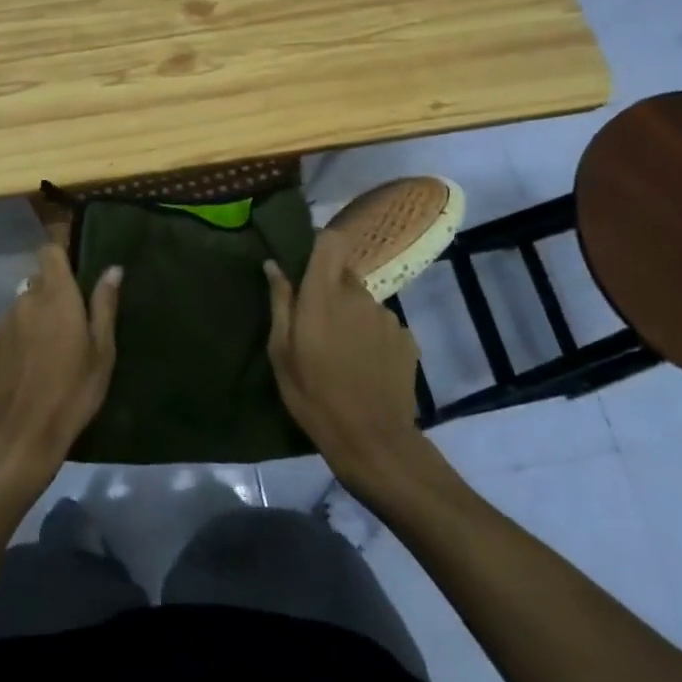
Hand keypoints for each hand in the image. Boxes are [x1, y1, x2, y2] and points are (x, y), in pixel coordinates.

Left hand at [0, 244, 119, 485]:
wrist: (21, 436)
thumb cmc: (73, 391)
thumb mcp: (102, 352)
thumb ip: (104, 306)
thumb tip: (113, 269)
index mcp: (56, 296)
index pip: (49, 252)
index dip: (61, 258)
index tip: (74, 277)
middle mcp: (24, 301)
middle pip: (37, 283)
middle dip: (52, 296)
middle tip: (70, 327)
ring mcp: (1, 324)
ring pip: (21, 308)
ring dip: (34, 320)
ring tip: (48, 353)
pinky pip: (7, 333)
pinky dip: (18, 342)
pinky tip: (28, 370)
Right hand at [265, 228, 427, 486]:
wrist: (372, 441)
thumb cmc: (314, 395)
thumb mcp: (281, 352)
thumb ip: (280, 302)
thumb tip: (273, 264)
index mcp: (324, 294)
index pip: (331, 241)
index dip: (320, 244)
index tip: (306, 262)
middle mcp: (359, 295)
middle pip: (344, 274)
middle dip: (330, 290)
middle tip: (317, 325)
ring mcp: (388, 316)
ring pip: (363, 302)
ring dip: (352, 316)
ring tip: (342, 352)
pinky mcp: (407, 338)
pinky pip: (383, 325)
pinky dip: (372, 337)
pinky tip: (365, 366)